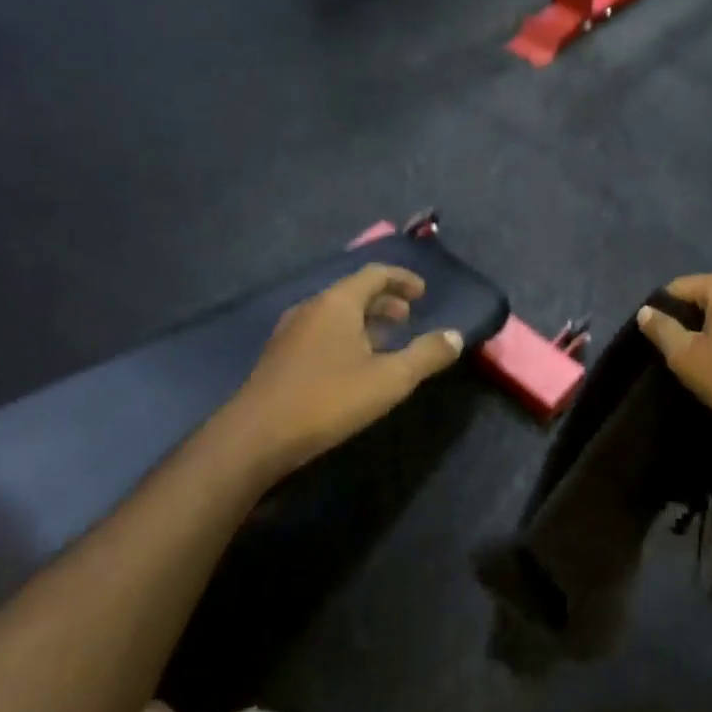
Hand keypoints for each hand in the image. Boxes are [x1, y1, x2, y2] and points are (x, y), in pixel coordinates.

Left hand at [222, 264, 464, 478]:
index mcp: (337, 302)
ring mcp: (290, 331)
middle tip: (407, 318)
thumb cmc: (327, 399)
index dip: (402, 279)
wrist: (255, 438)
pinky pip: (320, 331)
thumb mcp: (389, 380)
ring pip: (335, 313)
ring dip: (364, 320)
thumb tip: (456, 336)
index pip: (375, 273)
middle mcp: (312, 307)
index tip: (423, 293)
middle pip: (353, 291)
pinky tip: (352, 365)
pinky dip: (345, 335)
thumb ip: (426, 355)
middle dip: (384, 300)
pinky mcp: (278, 356)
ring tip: (385, 341)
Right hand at [636, 272, 711, 441]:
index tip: (656, 337)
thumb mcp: (685, 356)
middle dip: (689, 318)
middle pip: (705, 296)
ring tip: (701, 356)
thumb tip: (645, 311)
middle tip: (677, 348)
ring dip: (711, 328)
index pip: (679, 288)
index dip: (662, 310)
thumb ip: (661, 328)